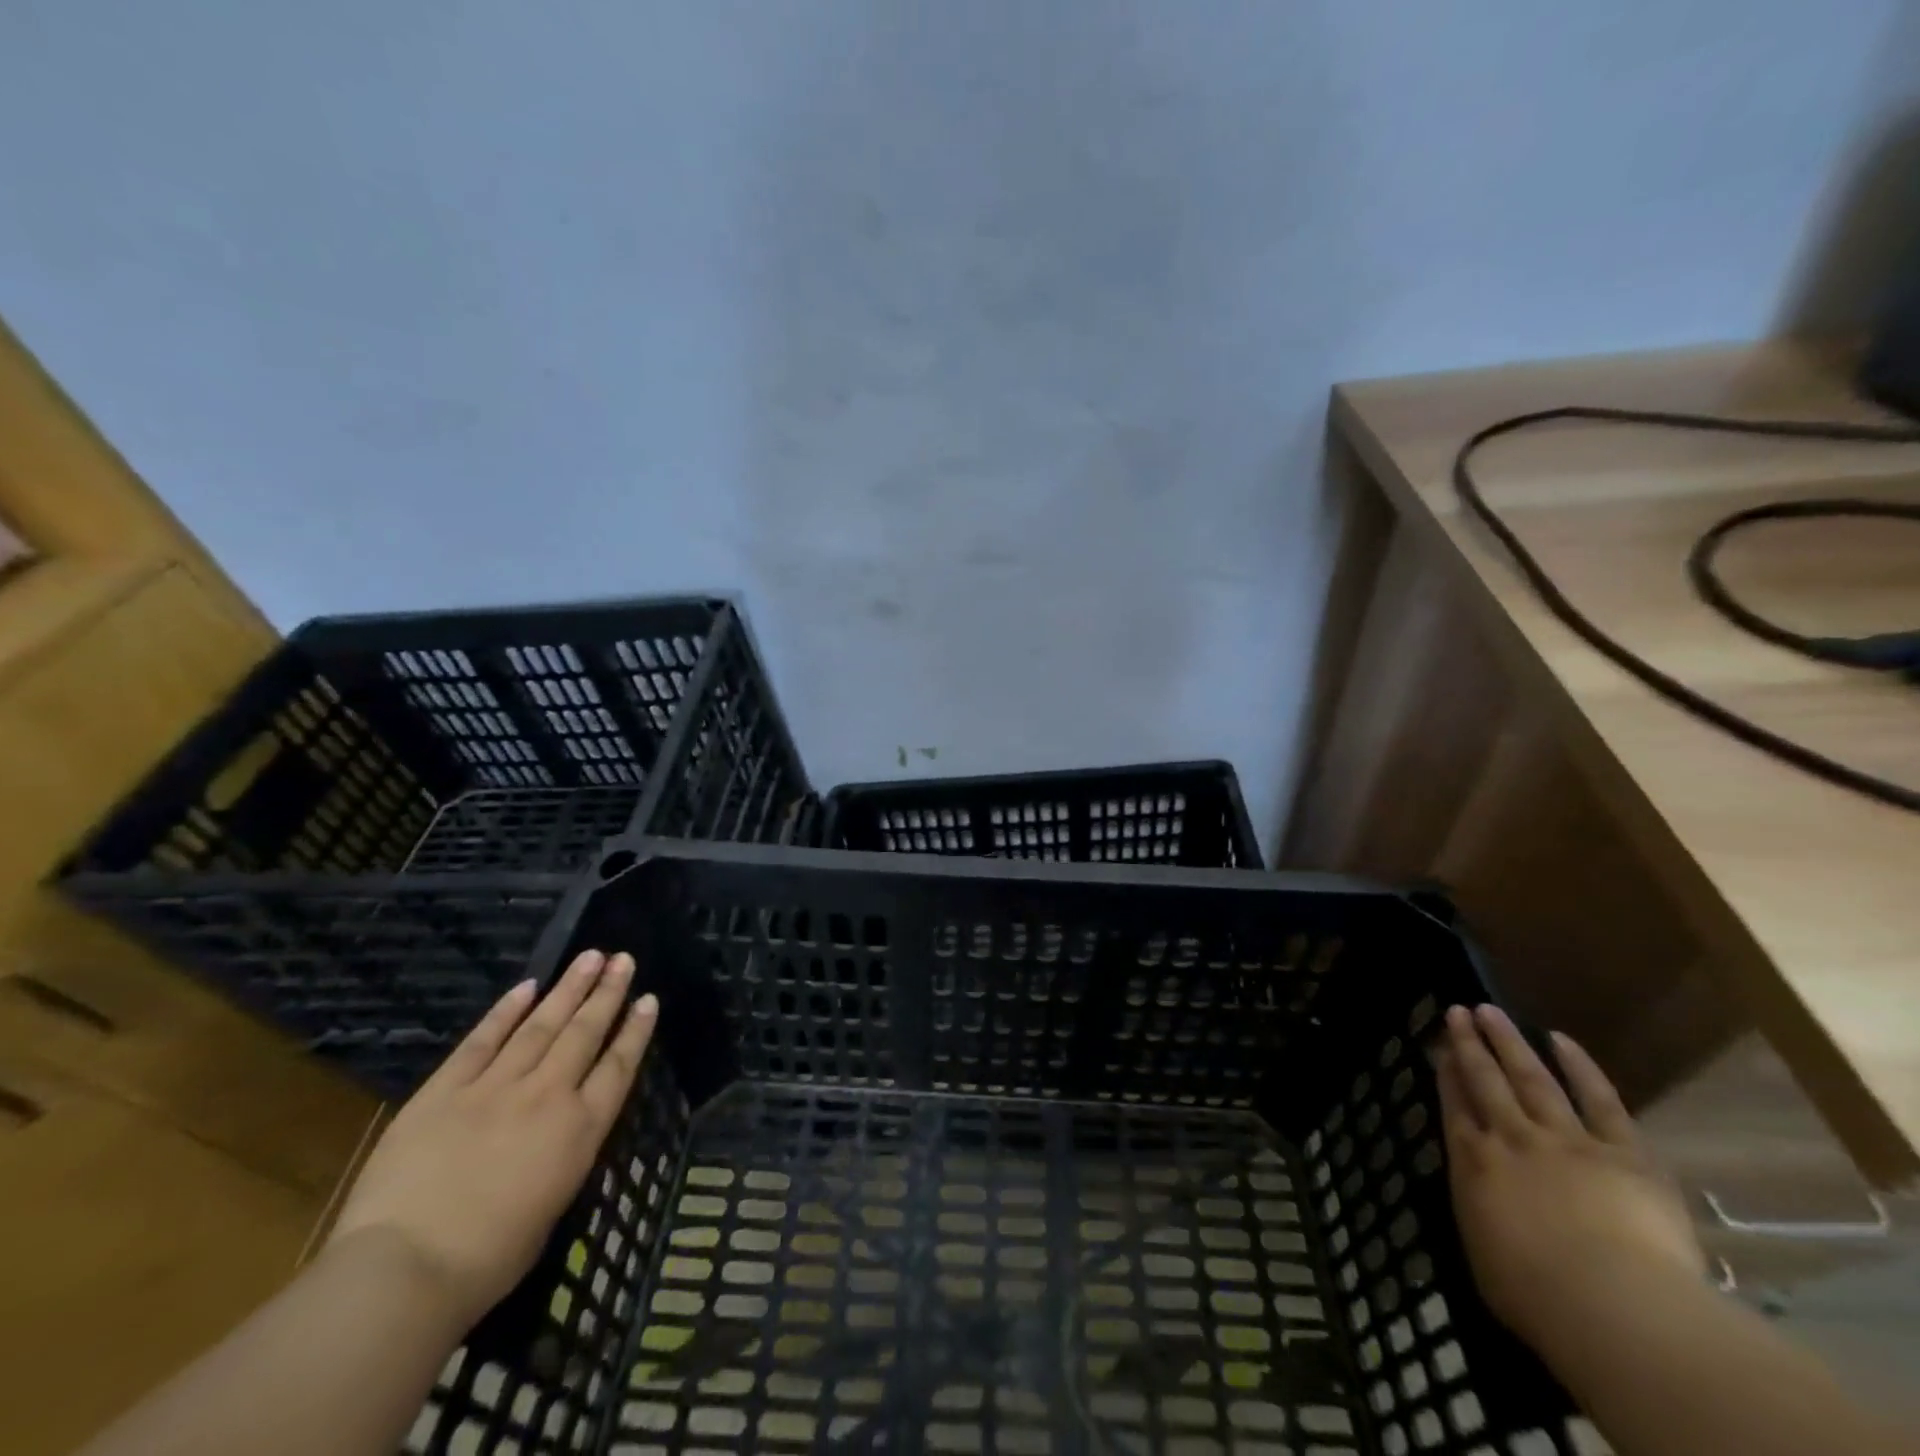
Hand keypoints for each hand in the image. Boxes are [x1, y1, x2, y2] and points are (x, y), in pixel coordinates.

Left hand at [327, 950, 659, 1331]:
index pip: (619, 1066)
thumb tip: (565, 1132)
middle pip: (585, 1033)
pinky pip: (482, 1040)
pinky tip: (526, 986)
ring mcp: (495, 1086)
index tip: (649, 999)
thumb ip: (563, 1156)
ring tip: (590, 956)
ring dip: (568, 988)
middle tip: (624, 959)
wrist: (405, 1270)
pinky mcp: (445, 1089)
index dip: (636, 1031)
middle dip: (607, 993)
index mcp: (580, 1130)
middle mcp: (548, 1095)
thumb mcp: (552, 1205)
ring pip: (541, 1025)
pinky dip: (506, 1010)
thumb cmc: (488, 1260)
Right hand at [1436, 1004, 1703, 1351]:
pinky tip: (1560, 1039)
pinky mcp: (1623, 1152)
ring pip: (1531, 1078)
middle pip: (1486, 1081)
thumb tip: (1481, 1196)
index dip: (1447, 1073)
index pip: (1454, 1106)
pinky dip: (1580, 1067)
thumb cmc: (1537, 1296)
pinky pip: (1599, 1100)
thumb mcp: (1484, 1255)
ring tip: (1490, 1011)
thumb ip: (1480, 1212)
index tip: (1441, 1047)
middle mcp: (1512, 1139)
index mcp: (1474, 1164)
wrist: (1614, 1305)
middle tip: (1458, 1010)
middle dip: (1470, 1044)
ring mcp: (1567, 1139)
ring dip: (1508, 1042)